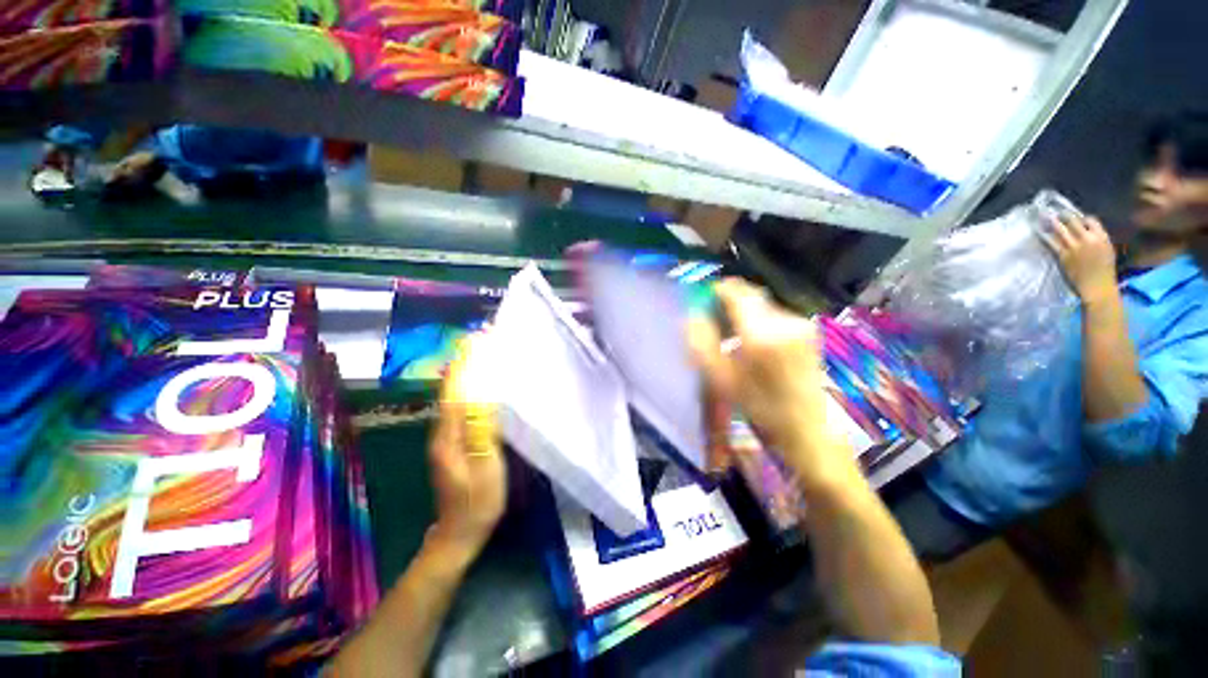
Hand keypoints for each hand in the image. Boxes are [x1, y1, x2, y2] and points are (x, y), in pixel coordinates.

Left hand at [427, 336, 506, 554]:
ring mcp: (447, 437)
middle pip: (452, 388)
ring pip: (455, 396)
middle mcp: (443, 431)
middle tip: (482, 339)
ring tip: (483, 352)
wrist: (458, 534)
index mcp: (449, 435)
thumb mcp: (485, 466)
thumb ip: (482, 430)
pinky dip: (469, 388)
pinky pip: (461, 407)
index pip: (455, 390)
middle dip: (464, 361)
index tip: (475, 339)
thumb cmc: (478, 502)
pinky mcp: (454, 441)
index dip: (464, 363)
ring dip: (466, 372)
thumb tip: (482, 393)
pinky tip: (481, 383)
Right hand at [689, 279, 853, 489]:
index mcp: (761, 334)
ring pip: (762, 303)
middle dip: (730, 301)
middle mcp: (784, 321)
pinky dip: (759, 319)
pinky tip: (756, 341)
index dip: (717, 291)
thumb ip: (701, 344)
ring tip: (734, 335)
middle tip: (716, 320)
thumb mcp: (721, 380)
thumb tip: (691, 316)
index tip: (704, 299)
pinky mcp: (807, 329)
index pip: (736, 293)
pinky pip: (774, 313)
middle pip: (750, 294)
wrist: (807, 426)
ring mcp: (800, 323)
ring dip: (744, 311)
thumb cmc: (759, 406)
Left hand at [1040, 214, 1117, 303]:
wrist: (1097, 287)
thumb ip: (1098, 238)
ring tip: (1044, 215)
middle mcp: (1087, 239)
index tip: (1075, 216)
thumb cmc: (1105, 270)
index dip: (1081, 217)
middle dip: (1064, 215)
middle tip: (1055, 211)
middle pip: (1073, 221)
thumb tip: (1086, 231)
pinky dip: (1045, 235)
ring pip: (1061, 229)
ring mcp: (1074, 247)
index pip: (1090, 220)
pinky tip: (1040, 231)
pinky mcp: (1062, 255)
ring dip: (1052, 222)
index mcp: (1101, 237)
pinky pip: (1052, 242)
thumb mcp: (1107, 250)